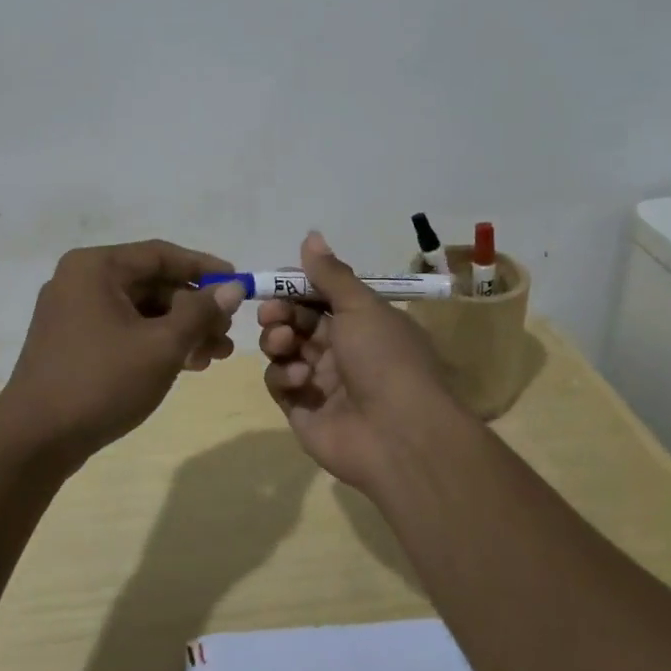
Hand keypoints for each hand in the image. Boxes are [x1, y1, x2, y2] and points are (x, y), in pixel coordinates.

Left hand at [0, 239, 244, 466]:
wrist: (34, 441)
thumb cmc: (101, 381)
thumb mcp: (162, 345)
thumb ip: (200, 312)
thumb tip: (231, 287)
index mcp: (96, 268)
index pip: (161, 254)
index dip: (204, 268)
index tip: (238, 283)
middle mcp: (80, 281)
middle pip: (151, 283)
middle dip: (195, 308)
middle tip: (228, 332)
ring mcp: (72, 313)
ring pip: (140, 310)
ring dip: (180, 329)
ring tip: (215, 355)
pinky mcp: (72, 343)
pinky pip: (123, 330)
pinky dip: (154, 343)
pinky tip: (186, 364)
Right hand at [258, 231, 471, 491]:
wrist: (399, 435)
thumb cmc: (385, 358)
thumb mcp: (361, 306)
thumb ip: (330, 274)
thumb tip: (311, 235)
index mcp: (362, 323)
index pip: (320, 297)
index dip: (296, 288)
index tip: (276, 281)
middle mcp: (342, 350)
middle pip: (297, 322)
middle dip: (280, 312)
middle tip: (271, 313)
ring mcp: (321, 382)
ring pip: (284, 349)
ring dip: (277, 339)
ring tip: (283, 341)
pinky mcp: (302, 410)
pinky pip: (280, 383)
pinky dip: (283, 375)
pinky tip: (299, 378)